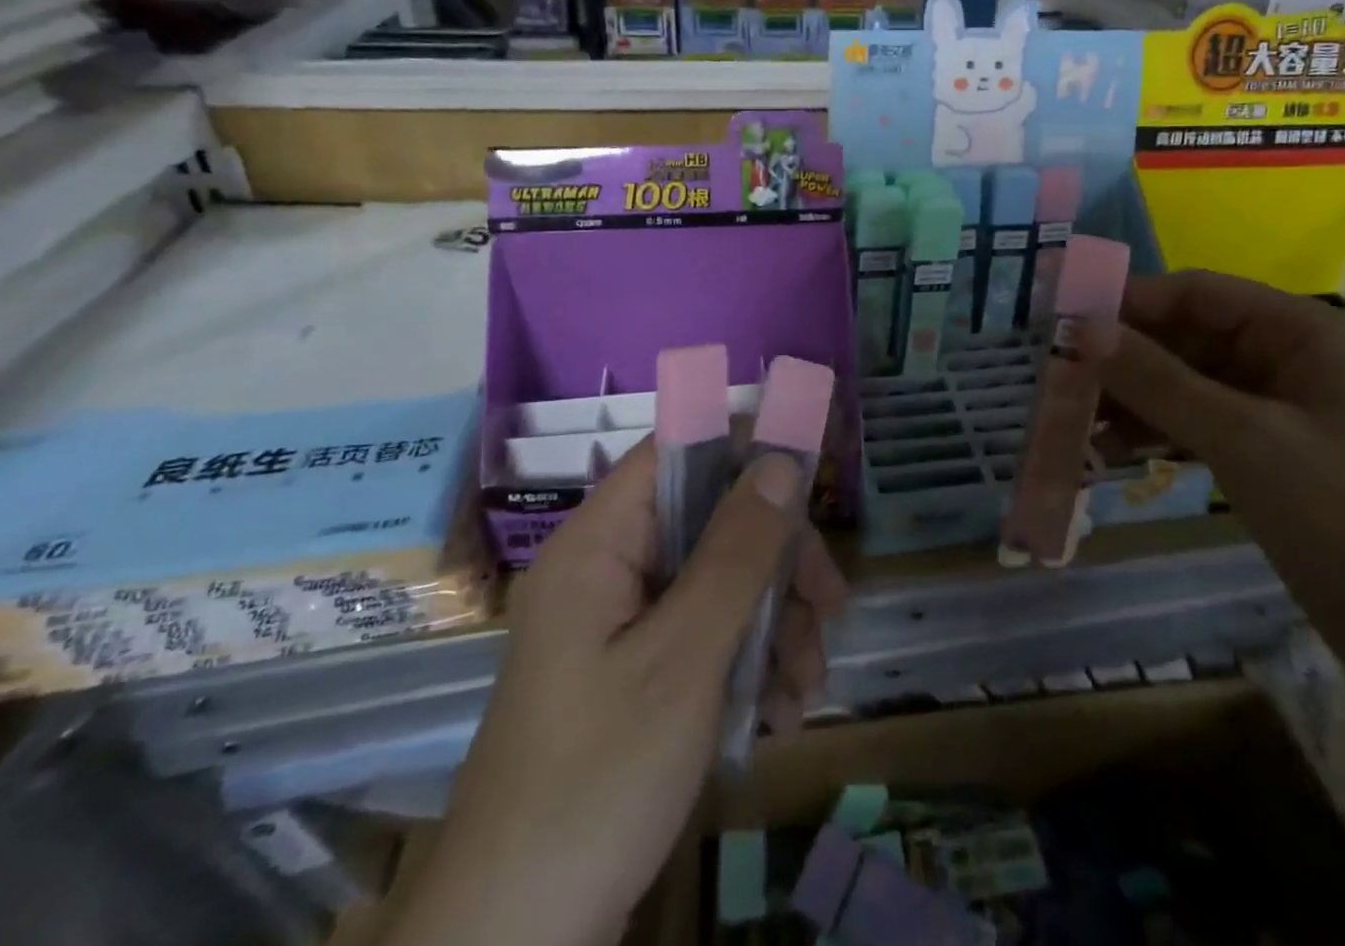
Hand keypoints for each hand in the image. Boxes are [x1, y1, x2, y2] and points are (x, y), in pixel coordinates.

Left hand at [386, 438, 845, 945]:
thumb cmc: (597, 780)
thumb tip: (781, 462)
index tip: (808, 478)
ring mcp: (622, 625)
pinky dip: (750, 664)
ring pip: (720, 582)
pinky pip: (707, 636)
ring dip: (775, 623)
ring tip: (806, 685)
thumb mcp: (685, 658)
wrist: (516, 944)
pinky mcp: (637, 674)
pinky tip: (780, 713)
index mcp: (599, 545)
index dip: (742, 448)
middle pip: (711, 521)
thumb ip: (737, 553)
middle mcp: (609, 570)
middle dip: (777, 562)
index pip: (676, 453)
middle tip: (829, 606)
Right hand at [1087, 270, 1344, 702]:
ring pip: (1188, 383)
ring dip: (1135, 398)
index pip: (1197, 293)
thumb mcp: (1242, 439)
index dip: (1130, 303)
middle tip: (1059, 381)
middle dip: (1125, 358)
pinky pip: (1200, 423)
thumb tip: (1082, 327)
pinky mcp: (1271, 452)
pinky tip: (1112, 450)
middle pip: (1188, 338)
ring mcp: (1280, 408)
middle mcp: (1289, 357)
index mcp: (1300, 331)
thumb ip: (1158, 380)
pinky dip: (1159, 431)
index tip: (1064, 324)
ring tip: (1074, 421)